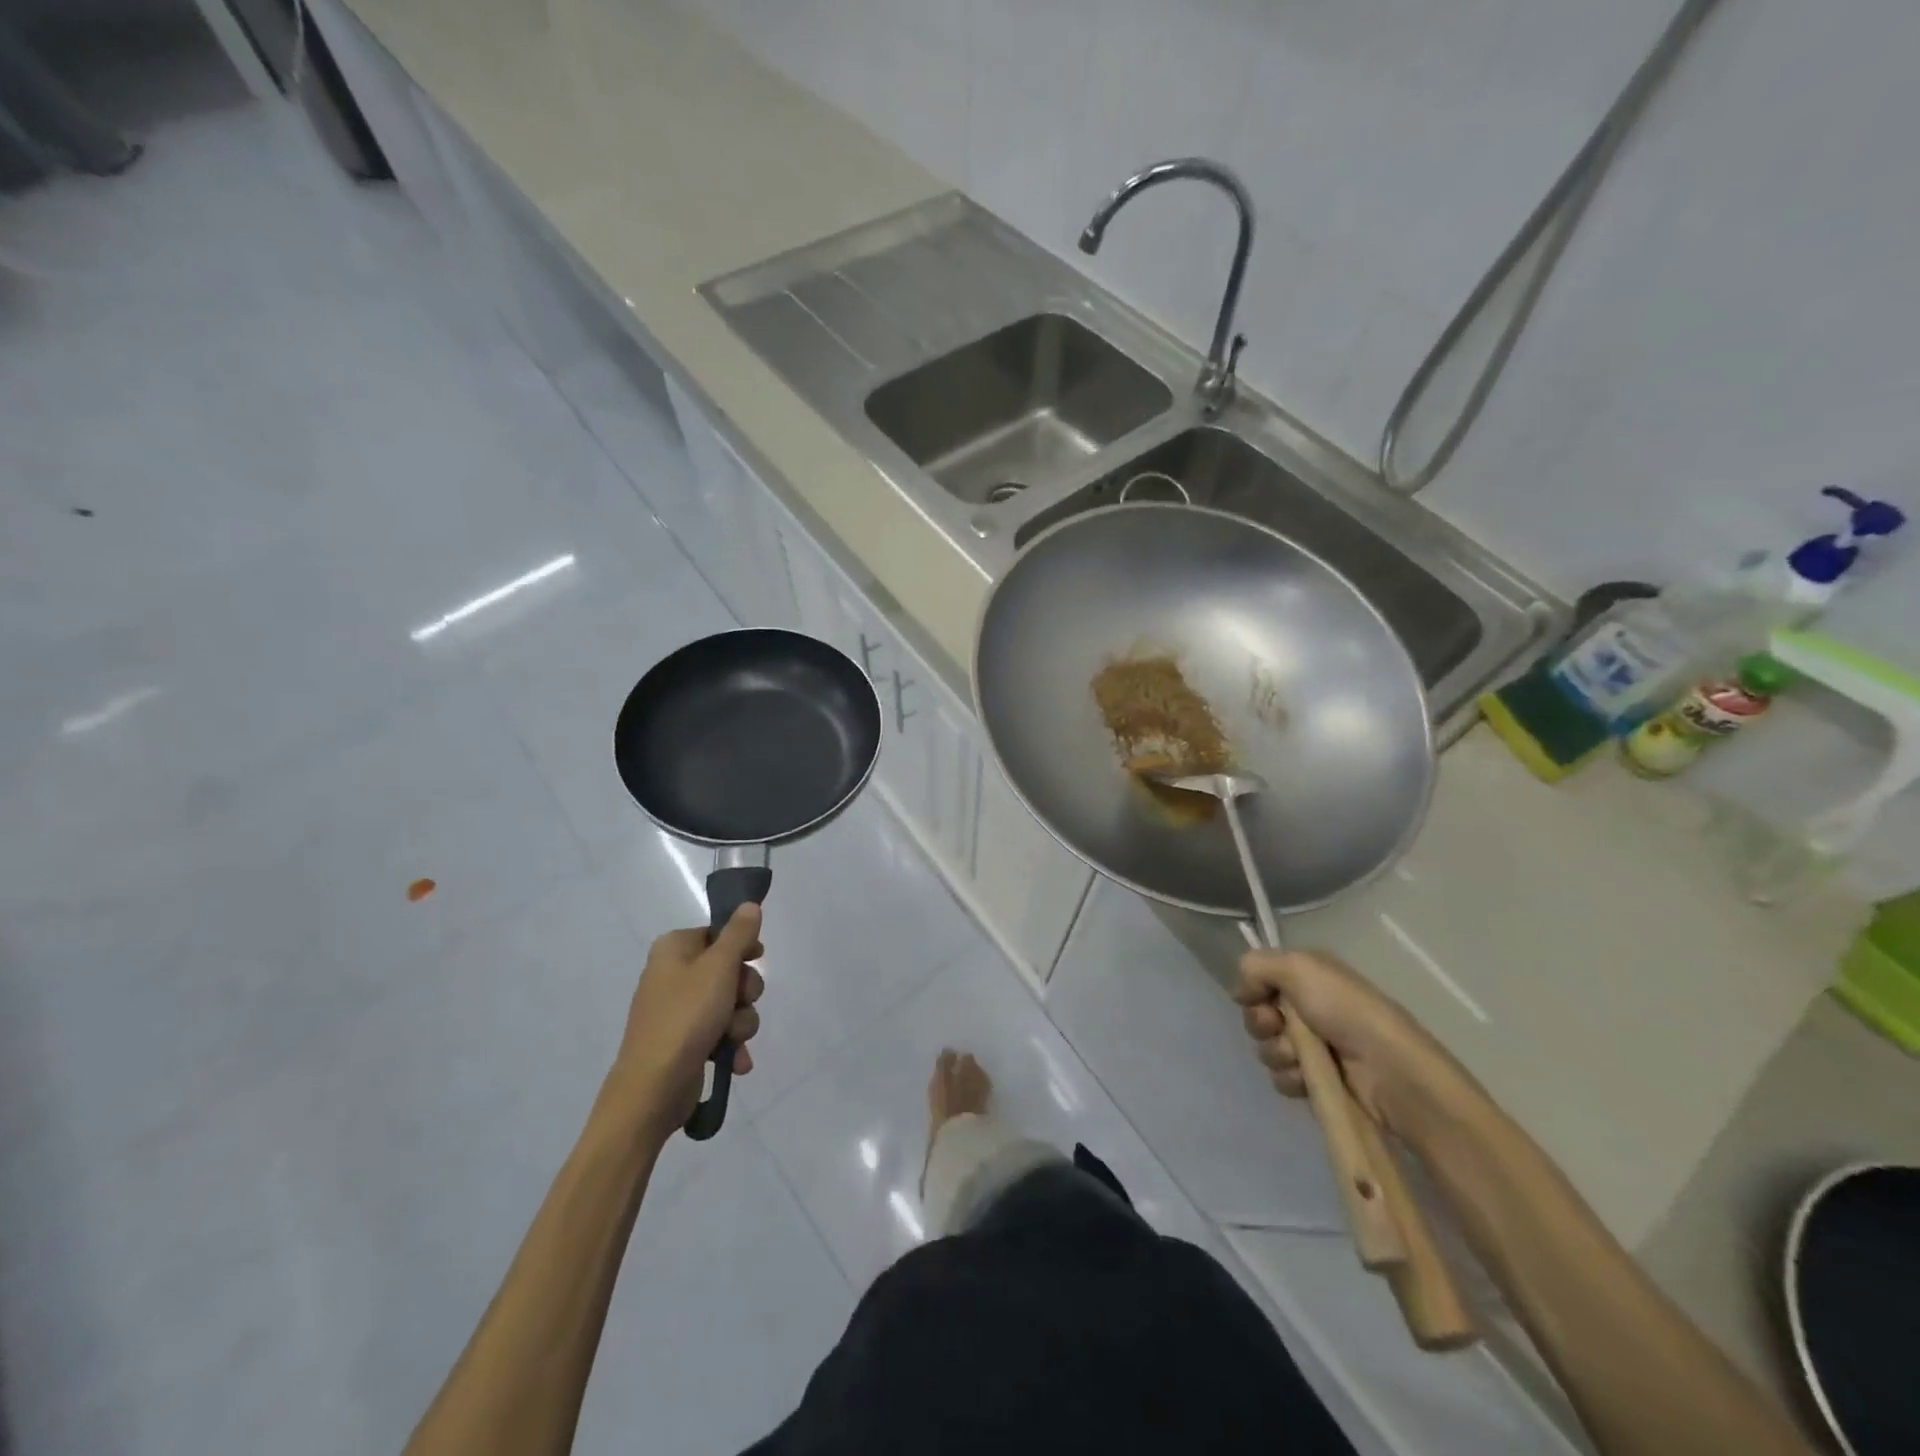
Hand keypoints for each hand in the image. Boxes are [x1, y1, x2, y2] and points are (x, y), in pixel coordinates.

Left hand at [614, 904, 765, 1132]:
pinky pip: (720, 1032)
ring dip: (740, 1022)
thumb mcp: (719, 967)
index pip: (719, 933)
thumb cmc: (686, 1016)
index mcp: (674, 948)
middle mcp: (673, 974)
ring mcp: (678, 1010)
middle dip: (745, 991)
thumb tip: (749, 904)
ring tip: (732, 1038)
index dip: (742, 947)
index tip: (757, 959)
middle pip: (729, 969)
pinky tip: (735, 1060)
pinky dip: (731, 1044)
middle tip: (741, 1001)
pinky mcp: (685, 1041)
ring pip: (730, 1003)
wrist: (653, 1088)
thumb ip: (739, 934)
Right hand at [1233, 948, 1459, 1136]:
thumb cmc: (1346, 1011)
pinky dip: (1291, 1079)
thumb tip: (1239, 992)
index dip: (1254, 990)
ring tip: (1301, 1060)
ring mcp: (1315, 1047)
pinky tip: (1309, 1081)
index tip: (1260, 999)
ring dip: (1278, 1054)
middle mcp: (1310, 1008)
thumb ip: (1256, 967)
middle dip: (1262, 1024)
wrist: (1391, 1072)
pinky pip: (1282, 1079)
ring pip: (1268, 1048)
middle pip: (1259, 1014)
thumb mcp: (1298, 967)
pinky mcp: (1320, 1082)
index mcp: (1308, 977)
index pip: (1261, 979)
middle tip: (1279, 1028)